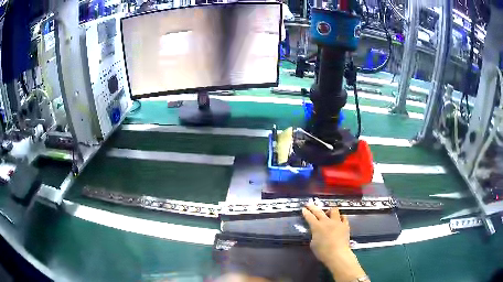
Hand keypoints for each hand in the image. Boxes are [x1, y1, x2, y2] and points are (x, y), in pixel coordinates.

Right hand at [302, 204, 366, 281]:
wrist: (338, 254)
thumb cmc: (322, 252)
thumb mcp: (313, 244)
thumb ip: (314, 236)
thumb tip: (317, 233)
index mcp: (317, 227)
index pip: (309, 217)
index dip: (306, 212)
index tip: (303, 209)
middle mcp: (327, 222)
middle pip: (319, 211)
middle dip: (313, 207)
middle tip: (309, 204)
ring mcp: (337, 222)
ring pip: (334, 210)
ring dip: (330, 210)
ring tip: (328, 213)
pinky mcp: (345, 225)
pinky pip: (344, 217)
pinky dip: (341, 217)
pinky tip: (339, 219)